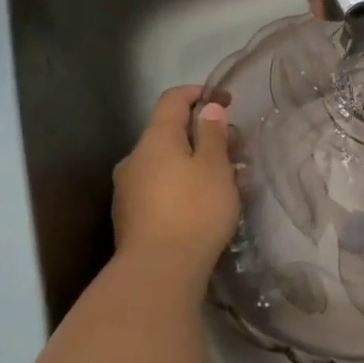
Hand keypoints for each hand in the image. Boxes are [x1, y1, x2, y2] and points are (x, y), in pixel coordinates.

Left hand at [112, 87, 238, 279]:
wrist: (159, 269)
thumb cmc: (194, 210)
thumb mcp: (215, 167)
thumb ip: (212, 134)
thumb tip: (208, 108)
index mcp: (155, 139)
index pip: (172, 100)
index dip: (198, 93)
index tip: (225, 100)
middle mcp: (135, 158)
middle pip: (169, 134)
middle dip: (202, 135)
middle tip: (235, 149)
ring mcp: (128, 189)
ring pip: (166, 163)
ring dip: (194, 163)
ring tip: (226, 181)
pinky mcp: (131, 216)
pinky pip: (161, 188)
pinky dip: (183, 185)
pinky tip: (204, 204)